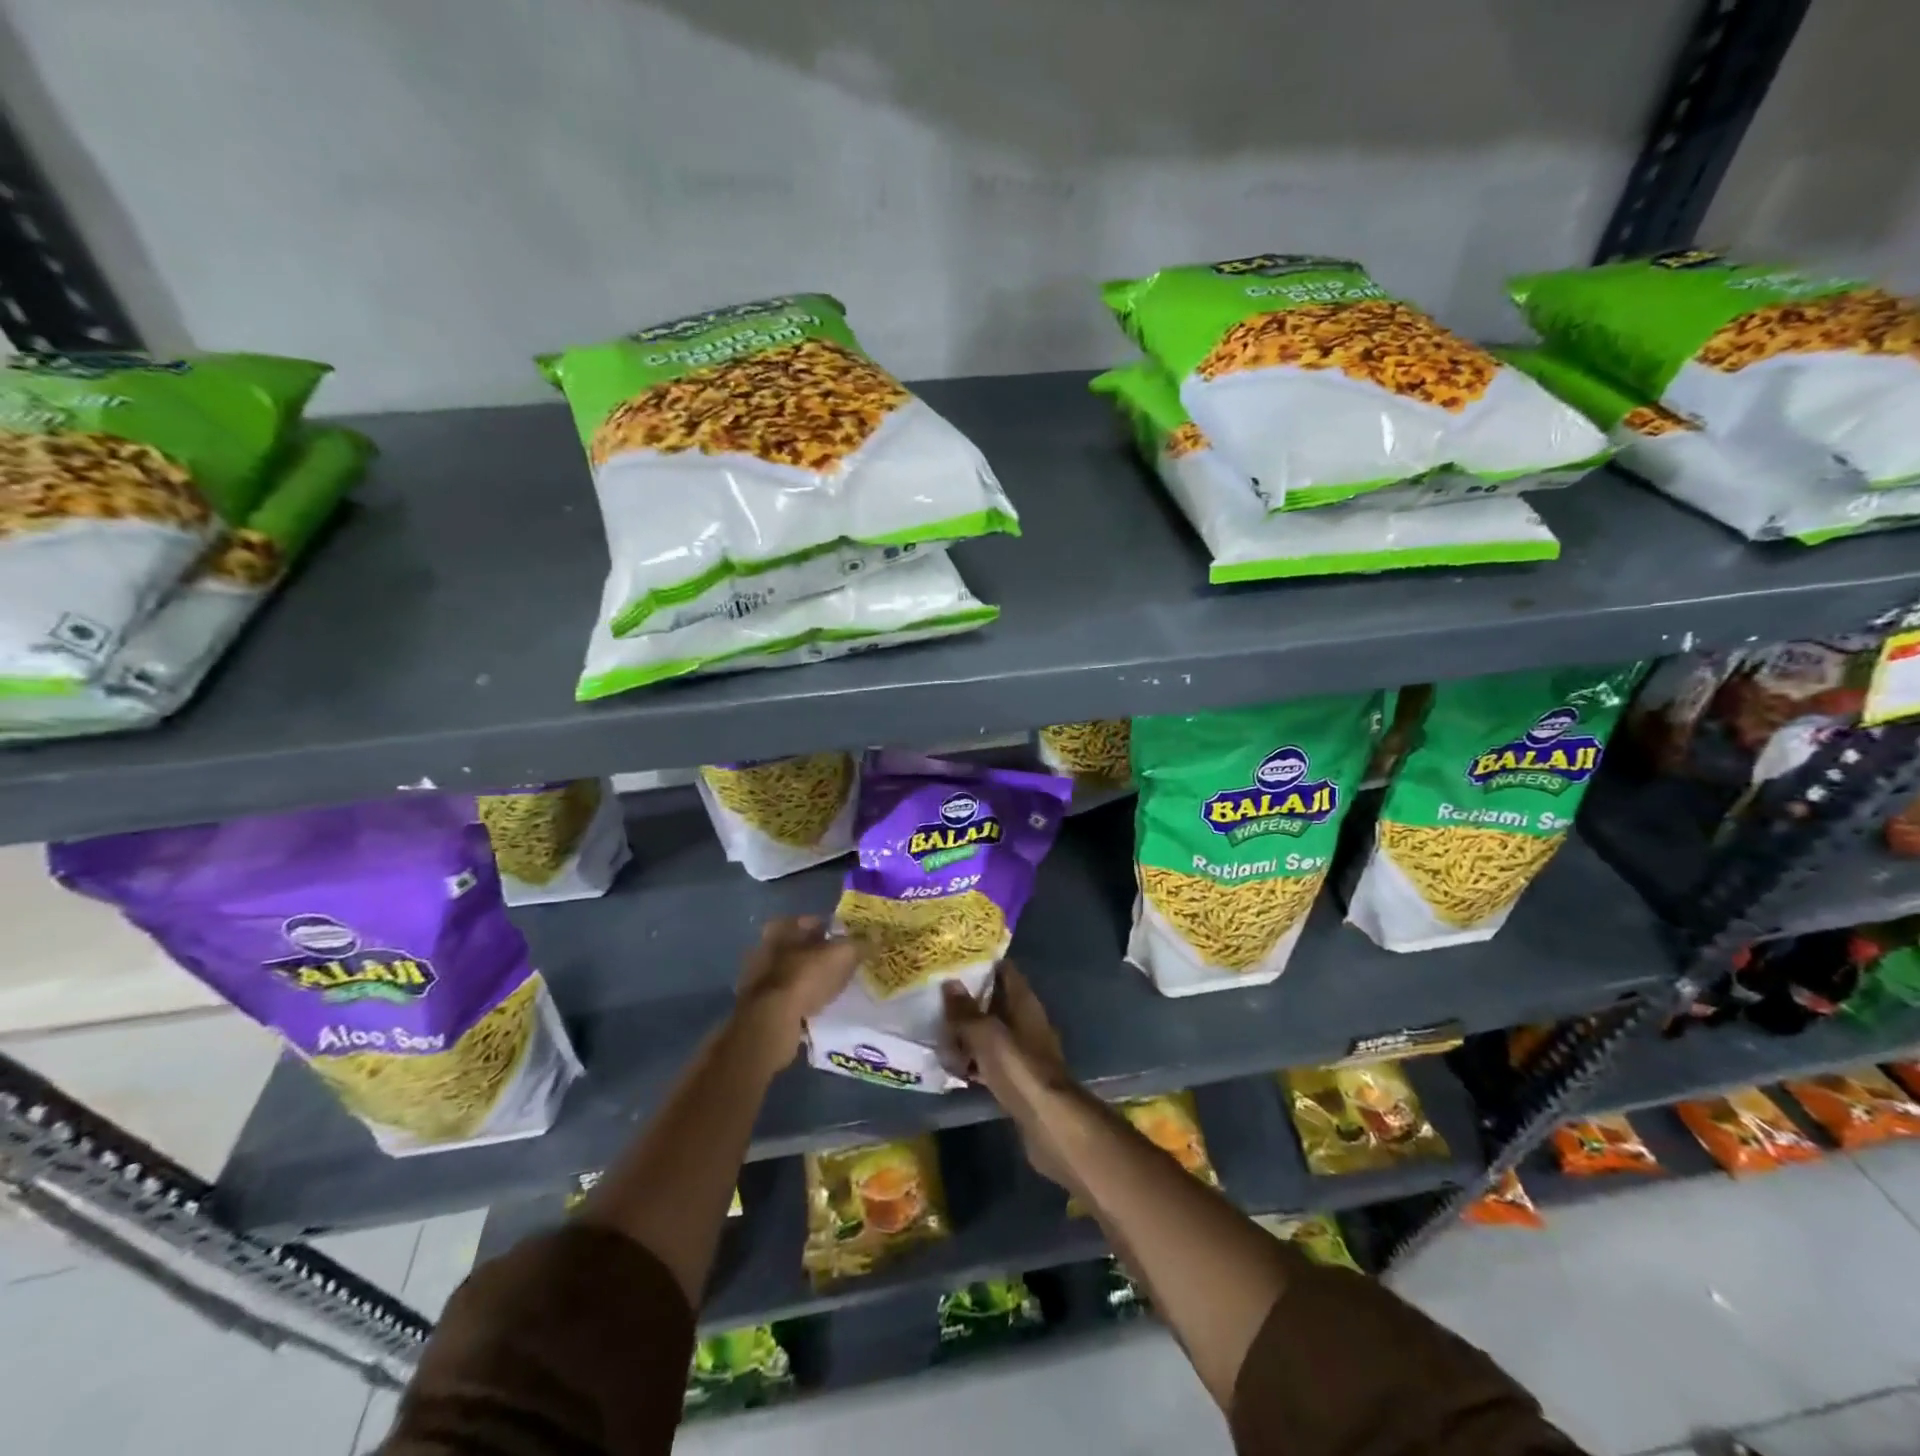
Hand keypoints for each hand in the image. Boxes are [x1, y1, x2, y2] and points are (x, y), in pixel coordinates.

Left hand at [734, 916, 861, 1062]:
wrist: (771, 1021)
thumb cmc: (806, 978)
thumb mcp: (843, 955)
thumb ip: (860, 945)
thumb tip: (876, 939)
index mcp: (782, 928)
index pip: (811, 921)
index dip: (831, 929)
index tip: (847, 941)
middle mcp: (764, 947)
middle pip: (799, 946)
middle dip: (818, 954)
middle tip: (840, 964)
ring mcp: (757, 978)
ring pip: (791, 972)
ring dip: (808, 978)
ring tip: (830, 987)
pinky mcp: (757, 1005)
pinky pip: (786, 996)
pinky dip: (799, 999)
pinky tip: (815, 1007)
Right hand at [943, 965, 1080, 1188]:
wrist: (1050, 1123)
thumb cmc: (1020, 1069)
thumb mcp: (987, 1035)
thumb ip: (966, 1011)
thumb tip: (949, 983)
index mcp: (1024, 1003)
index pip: (1004, 970)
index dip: (981, 963)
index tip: (954, 961)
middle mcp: (1026, 1021)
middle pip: (994, 1002)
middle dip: (968, 1002)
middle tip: (935, 1000)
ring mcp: (1023, 1051)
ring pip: (990, 1033)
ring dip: (968, 1035)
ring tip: (938, 1037)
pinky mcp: (1018, 1078)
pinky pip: (990, 1061)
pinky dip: (974, 1061)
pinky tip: (954, 1068)